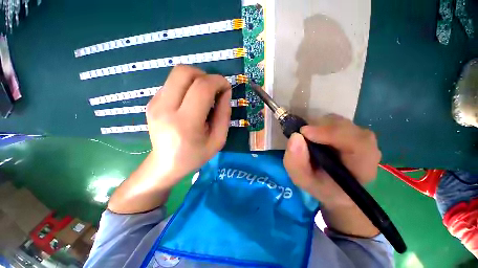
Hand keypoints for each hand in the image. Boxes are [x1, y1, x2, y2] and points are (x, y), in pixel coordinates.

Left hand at [146, 65, 231, 187]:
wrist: (166, 164)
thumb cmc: (195, 155)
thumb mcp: (218, 139)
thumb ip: (224, 114)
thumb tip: (225, 91)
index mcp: (185, 123)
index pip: (202, 87)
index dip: (218, 81)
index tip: (226, 87)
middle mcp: (165, 108)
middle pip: (185, 72)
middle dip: (205, 75)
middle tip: (214, 90)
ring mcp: (155, 103)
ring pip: (177, 74)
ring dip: (196, 79)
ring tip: (204, 96)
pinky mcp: (152, 102)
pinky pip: (172, 83)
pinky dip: (187, 86)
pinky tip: (191, 101)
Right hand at [283, 114, 380, 208]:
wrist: (333, 187)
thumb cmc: (320, 186)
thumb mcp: (302, 179)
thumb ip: (296, 163)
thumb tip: (295, 136)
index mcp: (362, 169)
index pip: (359, 144)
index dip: (332, 134)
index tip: (304, 133)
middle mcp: (367, 150)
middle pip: (349, 128)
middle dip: (322, 128)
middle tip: (302, 134)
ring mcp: (360, 139)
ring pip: (341, 122)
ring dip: (320, 126)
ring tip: (307, 137)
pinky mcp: (351, 132)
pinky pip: (336, 121)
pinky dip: (320, 125)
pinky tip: (314, 135)